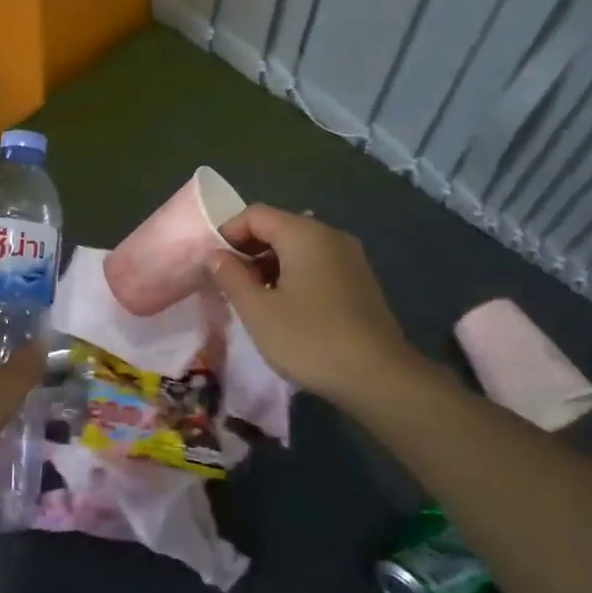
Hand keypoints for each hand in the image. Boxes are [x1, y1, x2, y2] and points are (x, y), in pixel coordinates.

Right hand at [210, 204, 417, 407]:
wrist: (378, 377)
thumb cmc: (309, 339)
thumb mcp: (258, 310)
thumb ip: (231, 276)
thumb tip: (215, 255)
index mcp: (304, 234)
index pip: (255, 214)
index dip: (228, 233)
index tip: (213, 265)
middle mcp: (330, 236)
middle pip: (278, 228)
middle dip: (248, 251)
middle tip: (230, 285)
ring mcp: (350, 258)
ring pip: (298, 248)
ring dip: (270, 267)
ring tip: (255, 301)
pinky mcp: (360, 281)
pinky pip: (317, 265)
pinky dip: (294, 277)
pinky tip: (287, 310)